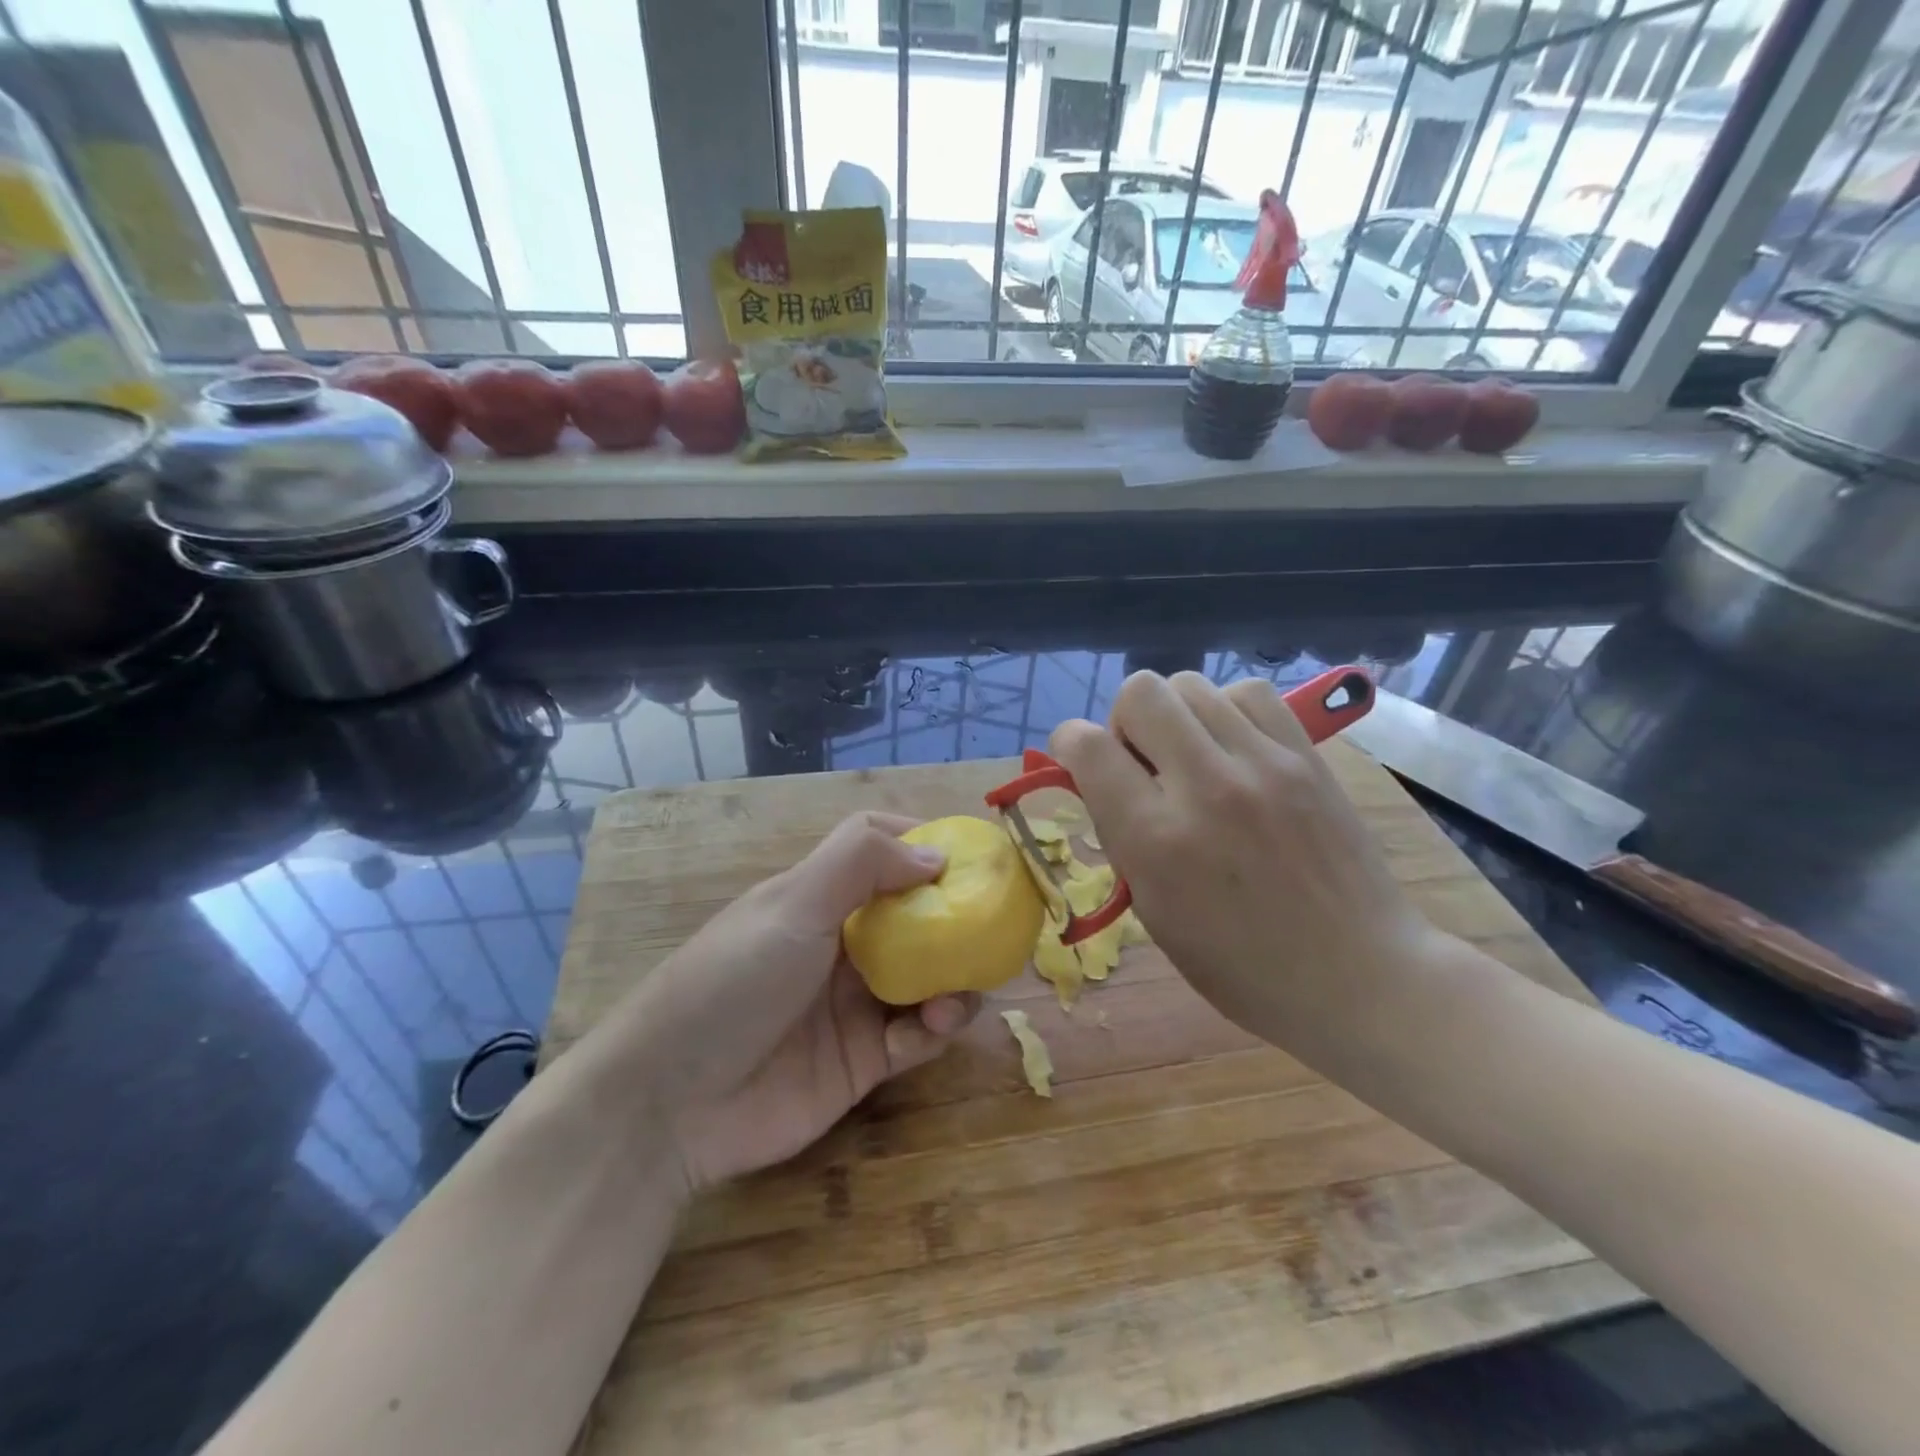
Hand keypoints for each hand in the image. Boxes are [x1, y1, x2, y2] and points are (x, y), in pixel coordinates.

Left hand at [587, 812, 979, 1194]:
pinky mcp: (864, 1060)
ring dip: (953, 978)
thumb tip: (937, 853)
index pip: (883, 853)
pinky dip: (935, 1028)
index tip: (973, 857)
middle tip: (997, 926)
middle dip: (956, 919)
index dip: (927, 848)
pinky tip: (934, 1026)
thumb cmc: (732, 981)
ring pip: (926, 977)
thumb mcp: (793, 904)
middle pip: (916, 917)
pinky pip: (916, 1036)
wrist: (670, 1103)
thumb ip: (862, 863)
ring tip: (962, 988)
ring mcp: (854, 1003)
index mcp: (821, 896)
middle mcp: (842, 943)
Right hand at [1049, 671, 1442, 1051]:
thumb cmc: (1241, 966)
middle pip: (1140, 692)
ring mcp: (1263, 764)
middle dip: (1124, 721)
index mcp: (1156, 839)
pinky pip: (1247, 694)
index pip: (1087, 746)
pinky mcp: (1307, 755)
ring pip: (1191, 684)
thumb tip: (1103, 779)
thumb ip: (1122, 835)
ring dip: (1175, 715)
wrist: (1359, 975)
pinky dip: (1226, 710)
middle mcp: (1205, 786)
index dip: (1069, 745)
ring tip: (1192, 756)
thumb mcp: (1154, 912)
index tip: (1080, 762)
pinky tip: (1234, 748)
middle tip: (1144, 762)